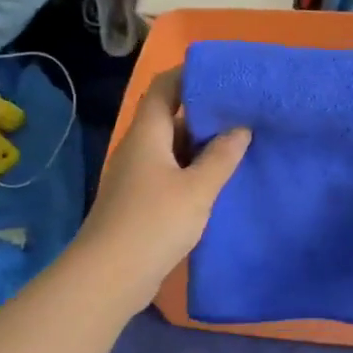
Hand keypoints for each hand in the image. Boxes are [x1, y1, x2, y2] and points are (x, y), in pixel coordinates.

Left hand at [73, 68, 250, 311]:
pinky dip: (192, 170)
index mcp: (147, 134)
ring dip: (201, 145)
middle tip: (243, 112)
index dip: (190, 75)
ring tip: (239, 143)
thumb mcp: (197, 189)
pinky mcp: (139, 201)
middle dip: (204, 112)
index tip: (224, 76)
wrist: (109, 277)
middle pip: (170, 117)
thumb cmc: (154, 223)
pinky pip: (170, 173)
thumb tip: (240, 129)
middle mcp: (138, 148)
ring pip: (172, 148)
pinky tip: (218, 180)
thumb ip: (221, 157)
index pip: (165, 87)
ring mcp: (136, 175)